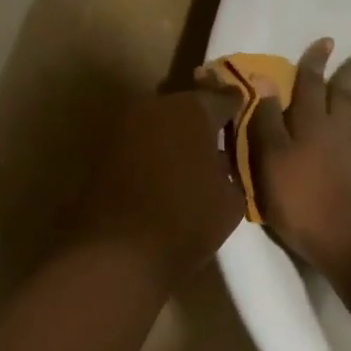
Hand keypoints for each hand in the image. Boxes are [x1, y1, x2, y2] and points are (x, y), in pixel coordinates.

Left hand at [78, 86, 245, 285]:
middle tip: (219, 143)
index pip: (225, 97)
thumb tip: (224, 159)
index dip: (238, 109)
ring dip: (176, 136)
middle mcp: (156, 106)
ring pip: (161, 123)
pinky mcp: (103, 149)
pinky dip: (154, 152)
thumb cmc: (186, 221)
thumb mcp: (232, 199)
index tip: (247, 121)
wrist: (118, 252)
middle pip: (188, 107)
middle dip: (203, 122)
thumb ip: (232, 168)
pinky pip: (140, 142)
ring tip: (192, 162)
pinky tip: (165, 174)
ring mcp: (125, 126)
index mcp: (193, 110)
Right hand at [245, 37, 350, 275]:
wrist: (340, 234)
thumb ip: (268, 118)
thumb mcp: (270, 154)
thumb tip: (266, 77)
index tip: (327, 41)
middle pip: (344, 97)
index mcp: (310, 122)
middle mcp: (336, 133)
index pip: (311, 83)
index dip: (316, 62)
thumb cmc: (296, 194)